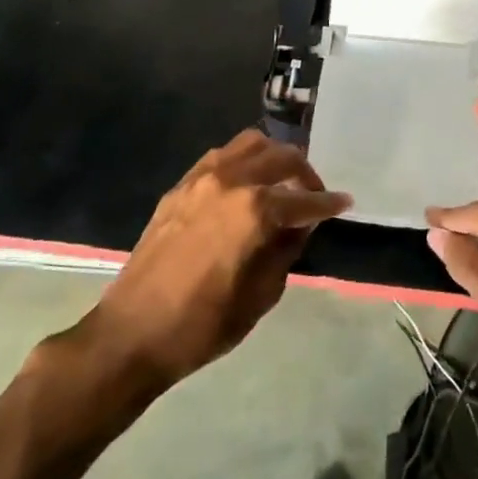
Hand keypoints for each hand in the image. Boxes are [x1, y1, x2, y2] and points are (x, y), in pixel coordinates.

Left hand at [81, 130, 347, 389]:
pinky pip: (220, 157)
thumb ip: (286, 250)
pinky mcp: (180, 187)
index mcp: (254, 209)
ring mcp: (201, 179)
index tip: (345, 203)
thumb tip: (300, 225)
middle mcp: (230, 180)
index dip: (329, 203)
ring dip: (273, 158)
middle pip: (280, 157)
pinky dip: (242, 162)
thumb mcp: (261, 294)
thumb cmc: (203, 324)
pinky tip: (245, 186)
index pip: (304, 198)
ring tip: (280, 183)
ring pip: (250, 144)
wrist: (131, 334)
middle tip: (313, 195)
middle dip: (304, 173)